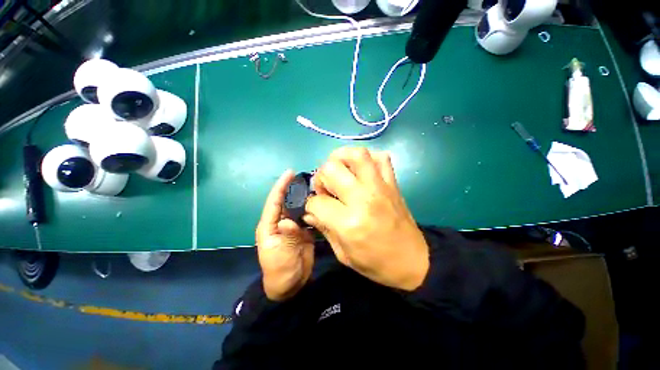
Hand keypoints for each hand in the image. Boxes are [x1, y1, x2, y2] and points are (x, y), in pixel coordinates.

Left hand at [256, 170, 314, 300]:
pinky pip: (308, 220)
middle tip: (312, 177)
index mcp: (269, 226)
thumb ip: (286, 236)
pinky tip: (324, 204)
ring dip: (307, 199)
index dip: (280, 187)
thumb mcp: (280, 253)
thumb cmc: (279, 269)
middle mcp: (280, 224)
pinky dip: (314, 212)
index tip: (290, 172)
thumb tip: (288, 220)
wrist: (290, 286)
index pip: (274, 202)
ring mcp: (293, 230)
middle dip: (296, 189)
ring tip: (320, 187)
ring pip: (299, 210)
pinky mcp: (304, 236)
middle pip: (287, 203)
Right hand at [304, 147, 428, 290]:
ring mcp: (381, 188)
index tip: (315, 211)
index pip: (317, 201)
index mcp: (349, 223)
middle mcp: (364, 199)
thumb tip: (309, 213)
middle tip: (326, 190)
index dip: (311, 205)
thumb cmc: (376, 264)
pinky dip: (369, 159)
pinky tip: (362, 171)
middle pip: (331, 169)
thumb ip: (325, 230)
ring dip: (341, 158)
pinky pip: (382, 158)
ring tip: (340, 172)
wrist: (412, 261)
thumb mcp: (345, 255)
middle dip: (321, 178)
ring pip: (357, 154)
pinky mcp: (393, 184)